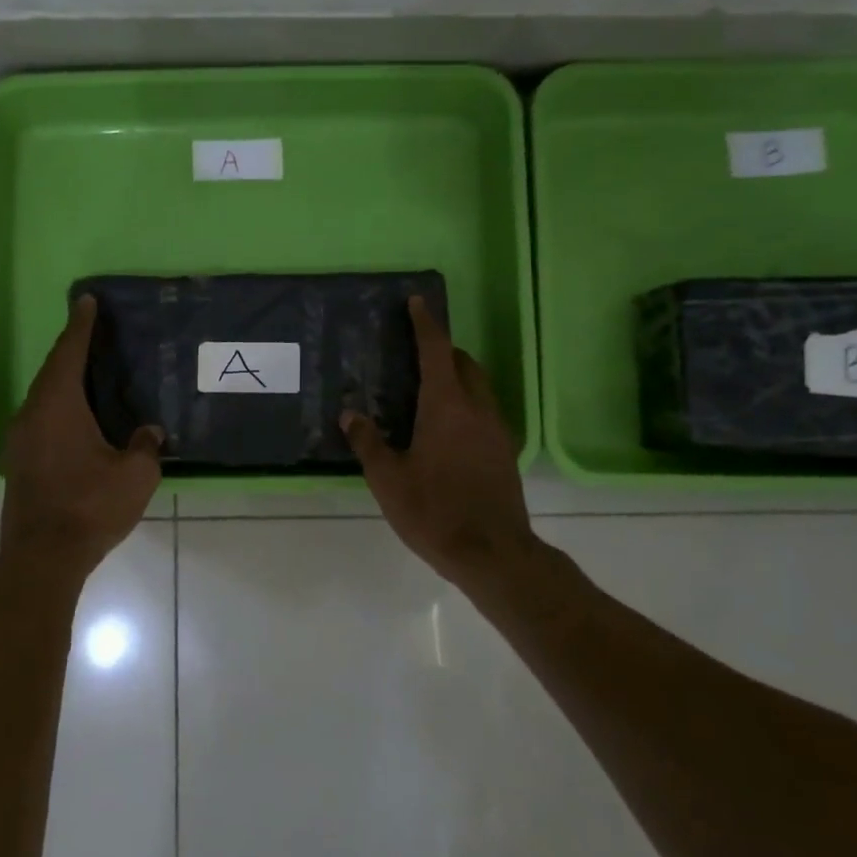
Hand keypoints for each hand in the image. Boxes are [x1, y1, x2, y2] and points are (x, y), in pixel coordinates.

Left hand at [0, 295, 162, 581]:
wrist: (42, 558)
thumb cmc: (90, 507)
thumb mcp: (135, 474)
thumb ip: (145, 445)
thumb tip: (148, 432)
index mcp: (58, 405)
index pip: (69, 353)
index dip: (81, 326)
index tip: (87, 301)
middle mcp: (32, 414)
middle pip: (52, 371)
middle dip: (72, 349)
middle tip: (94, 333)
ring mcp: (20, 440)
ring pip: (44, 397)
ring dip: (65, 380)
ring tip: (90, 372)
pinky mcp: (20, 463)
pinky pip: (41, 419)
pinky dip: (60, 407)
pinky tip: (79, 418)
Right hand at [342, 297, 538, 588]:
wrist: (493, 553)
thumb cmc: (435, 511)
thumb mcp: (389, 479)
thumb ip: (368, 442)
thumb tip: (351, 414)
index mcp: (446, 405)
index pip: (436, 350)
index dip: (425, 324)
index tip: (417, 302)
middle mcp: (476, 408)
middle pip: (463, 364)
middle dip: (442, 351)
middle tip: (415, 354)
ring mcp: (496, 430)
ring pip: (478, 388)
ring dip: (456, 378)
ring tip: (427, 391)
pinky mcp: (505, 452)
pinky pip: (484, 412)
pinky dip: (465, 404)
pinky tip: (445, 430)